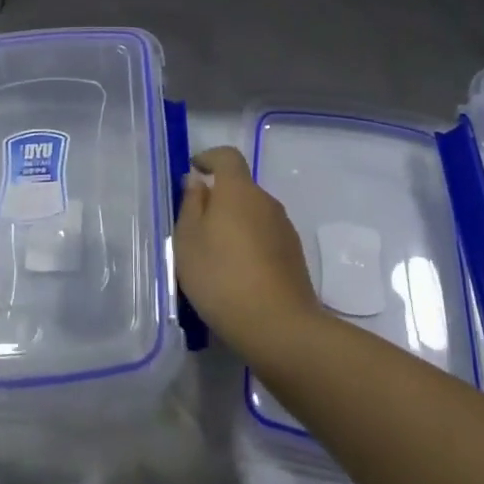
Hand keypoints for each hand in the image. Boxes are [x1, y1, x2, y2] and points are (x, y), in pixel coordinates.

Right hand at [174, 147, 320, 361]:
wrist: (279, 326)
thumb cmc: (222, 277)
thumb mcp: (189, 241)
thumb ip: (191, 205)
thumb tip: (197, 180)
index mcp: (238, 190)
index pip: (227, 156)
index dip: (209, 158)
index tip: (194, 171)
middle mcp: (265, 201)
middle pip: (240, 187)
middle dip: (219, 199)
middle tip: (197, 227)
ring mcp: (284, 228)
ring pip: (253, 214)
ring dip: (235, 225)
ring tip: (215, 257)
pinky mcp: (294, 255)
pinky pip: (265, 237)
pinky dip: (250, 245)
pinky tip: (238, 275)